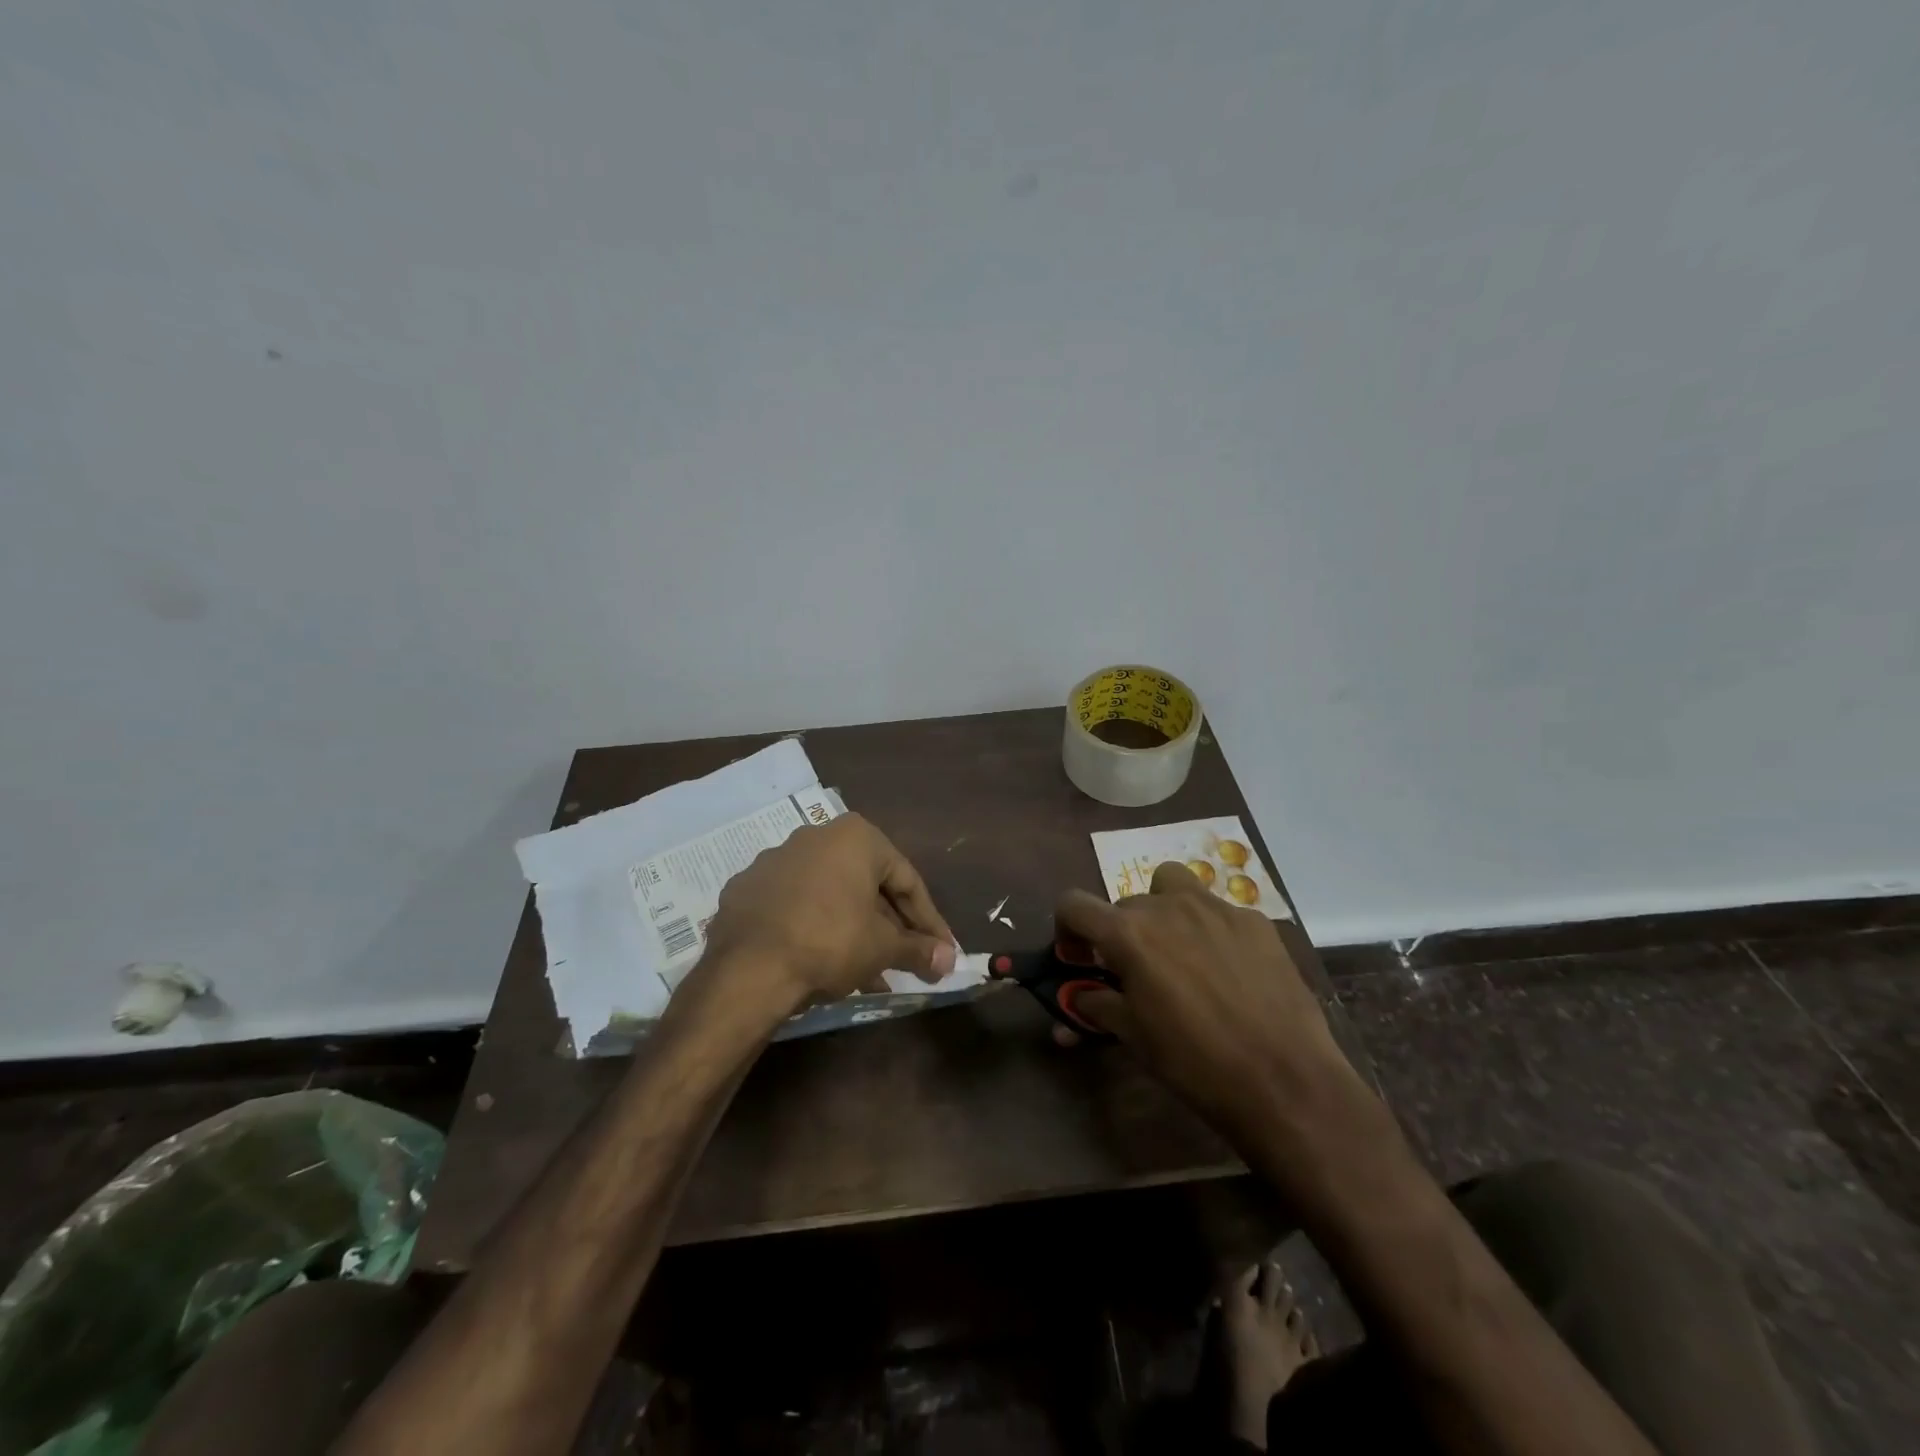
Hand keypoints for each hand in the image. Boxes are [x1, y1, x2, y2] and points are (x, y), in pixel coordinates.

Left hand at [695, 814, 956, 1013]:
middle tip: (907, 959)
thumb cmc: (830, 942)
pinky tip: (824, 964)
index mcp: (855, 837)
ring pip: (830, 896)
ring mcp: (775, 861)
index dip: (929, 921)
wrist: (747, 969)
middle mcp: (815, 836)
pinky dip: (815, 929)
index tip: (941, 950)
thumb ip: (919, 950)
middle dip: (890, 926)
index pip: (907, 880)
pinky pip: (794, 907)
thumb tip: (950, 960)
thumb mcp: (883, 948)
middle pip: (867, 885)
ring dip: (854, 930)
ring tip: (870, 973)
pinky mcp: (747, 889)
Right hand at [1051, 862, 1360, 1137]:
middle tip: (1136, 973)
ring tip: (1178, 950)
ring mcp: (1216, 908)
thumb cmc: (1195, 1063)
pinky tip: (1228, 969)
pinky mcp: (1255, 921)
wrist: (1285, 1080)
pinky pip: (1218, 910)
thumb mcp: (1134, 1037)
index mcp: (1129, 933)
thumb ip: (1098, 1006)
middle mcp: (1167, 906)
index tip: (1080, 958)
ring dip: (1163, 908)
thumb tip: (1079, 999)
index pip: (1074, 904)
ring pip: (1173, 885)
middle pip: (1126, 903)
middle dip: (1121, 932)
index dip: (1067, 928)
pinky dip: (1210, 929)